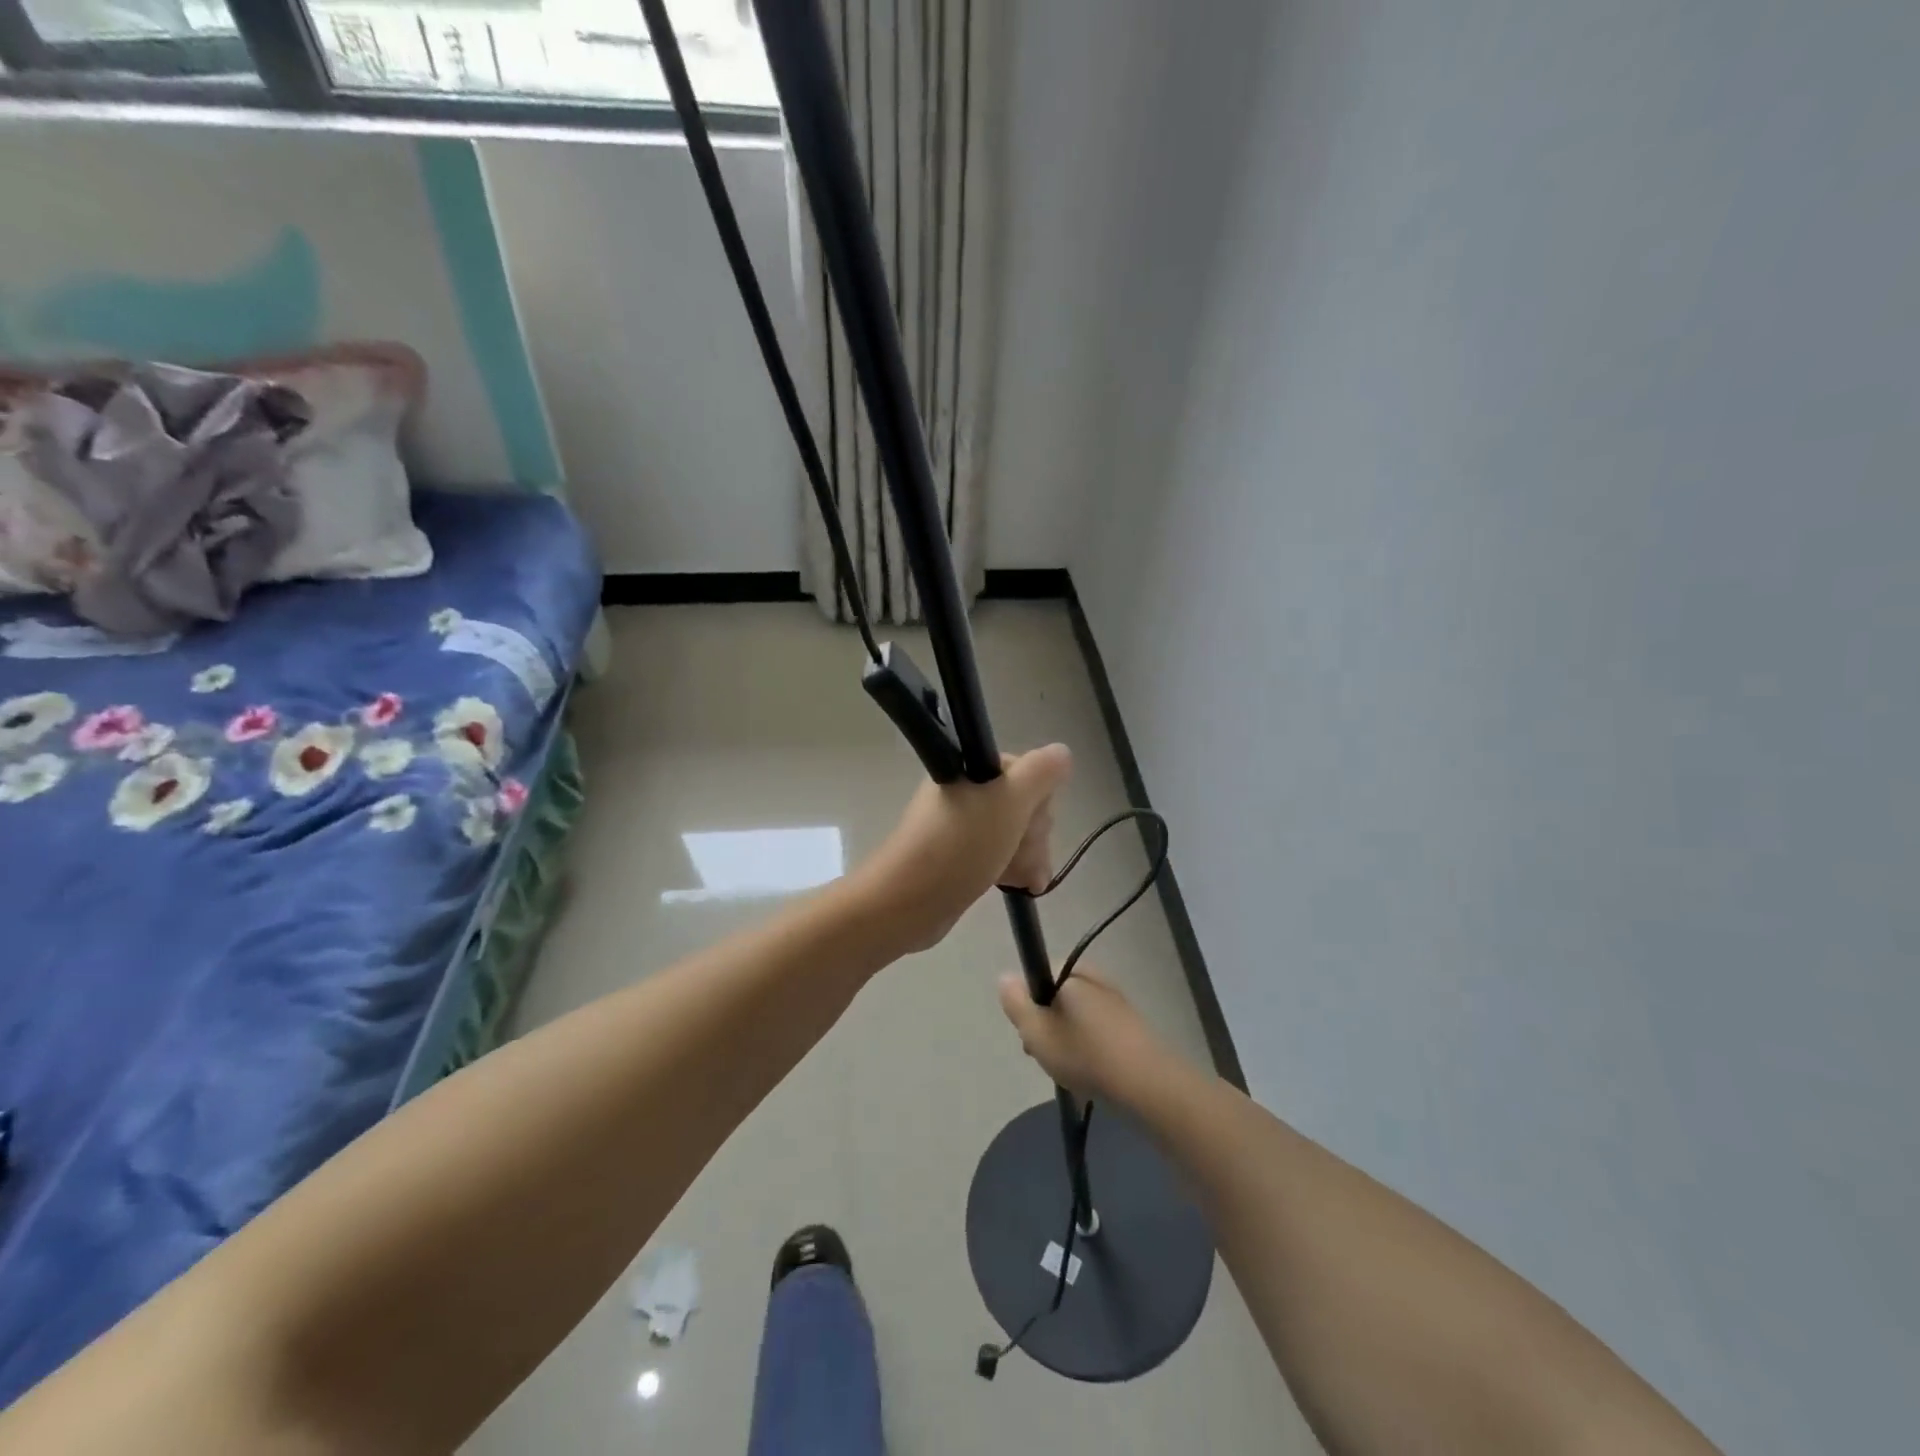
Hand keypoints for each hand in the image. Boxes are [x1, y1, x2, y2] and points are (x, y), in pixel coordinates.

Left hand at [860, 743, 1072, 952]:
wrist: (909, 901)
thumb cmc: (961, 845)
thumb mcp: (1009, 801)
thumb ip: (1041, 772)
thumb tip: (1062, 753)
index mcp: (972, 768)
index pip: (1027, 771)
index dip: (1037, 799)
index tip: (1030, 821)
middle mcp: (966, 789)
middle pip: (1023, 803)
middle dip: (1034, 832)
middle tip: (1021, 851)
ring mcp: (962, 824)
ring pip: (1015, 831)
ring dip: (1029, 854)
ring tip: (1024, 879)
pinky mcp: (961, 854)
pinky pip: (999, 852)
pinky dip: (1014, 867)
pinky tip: (1022, 886)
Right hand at [997, 970, 1176, 1106]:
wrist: (1148, 1085)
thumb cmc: (1084, 1054)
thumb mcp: (1036, 1031)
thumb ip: (1016, 1003)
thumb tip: (1006, 977)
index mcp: (1073, 972)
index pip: (1039, 973)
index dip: (1028, 1002)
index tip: (1029, 1031)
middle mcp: (1096, 978)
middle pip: (1058, 995)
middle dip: (1047, 1023)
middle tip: (1044, 1055)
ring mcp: (1117, 1002)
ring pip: (1077, 1016)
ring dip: (1067, 1039)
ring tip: (1068, 1072)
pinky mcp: (1131, 1027)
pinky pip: (1098, 1031)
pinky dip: (1089, 1048)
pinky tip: (1090, 1075)